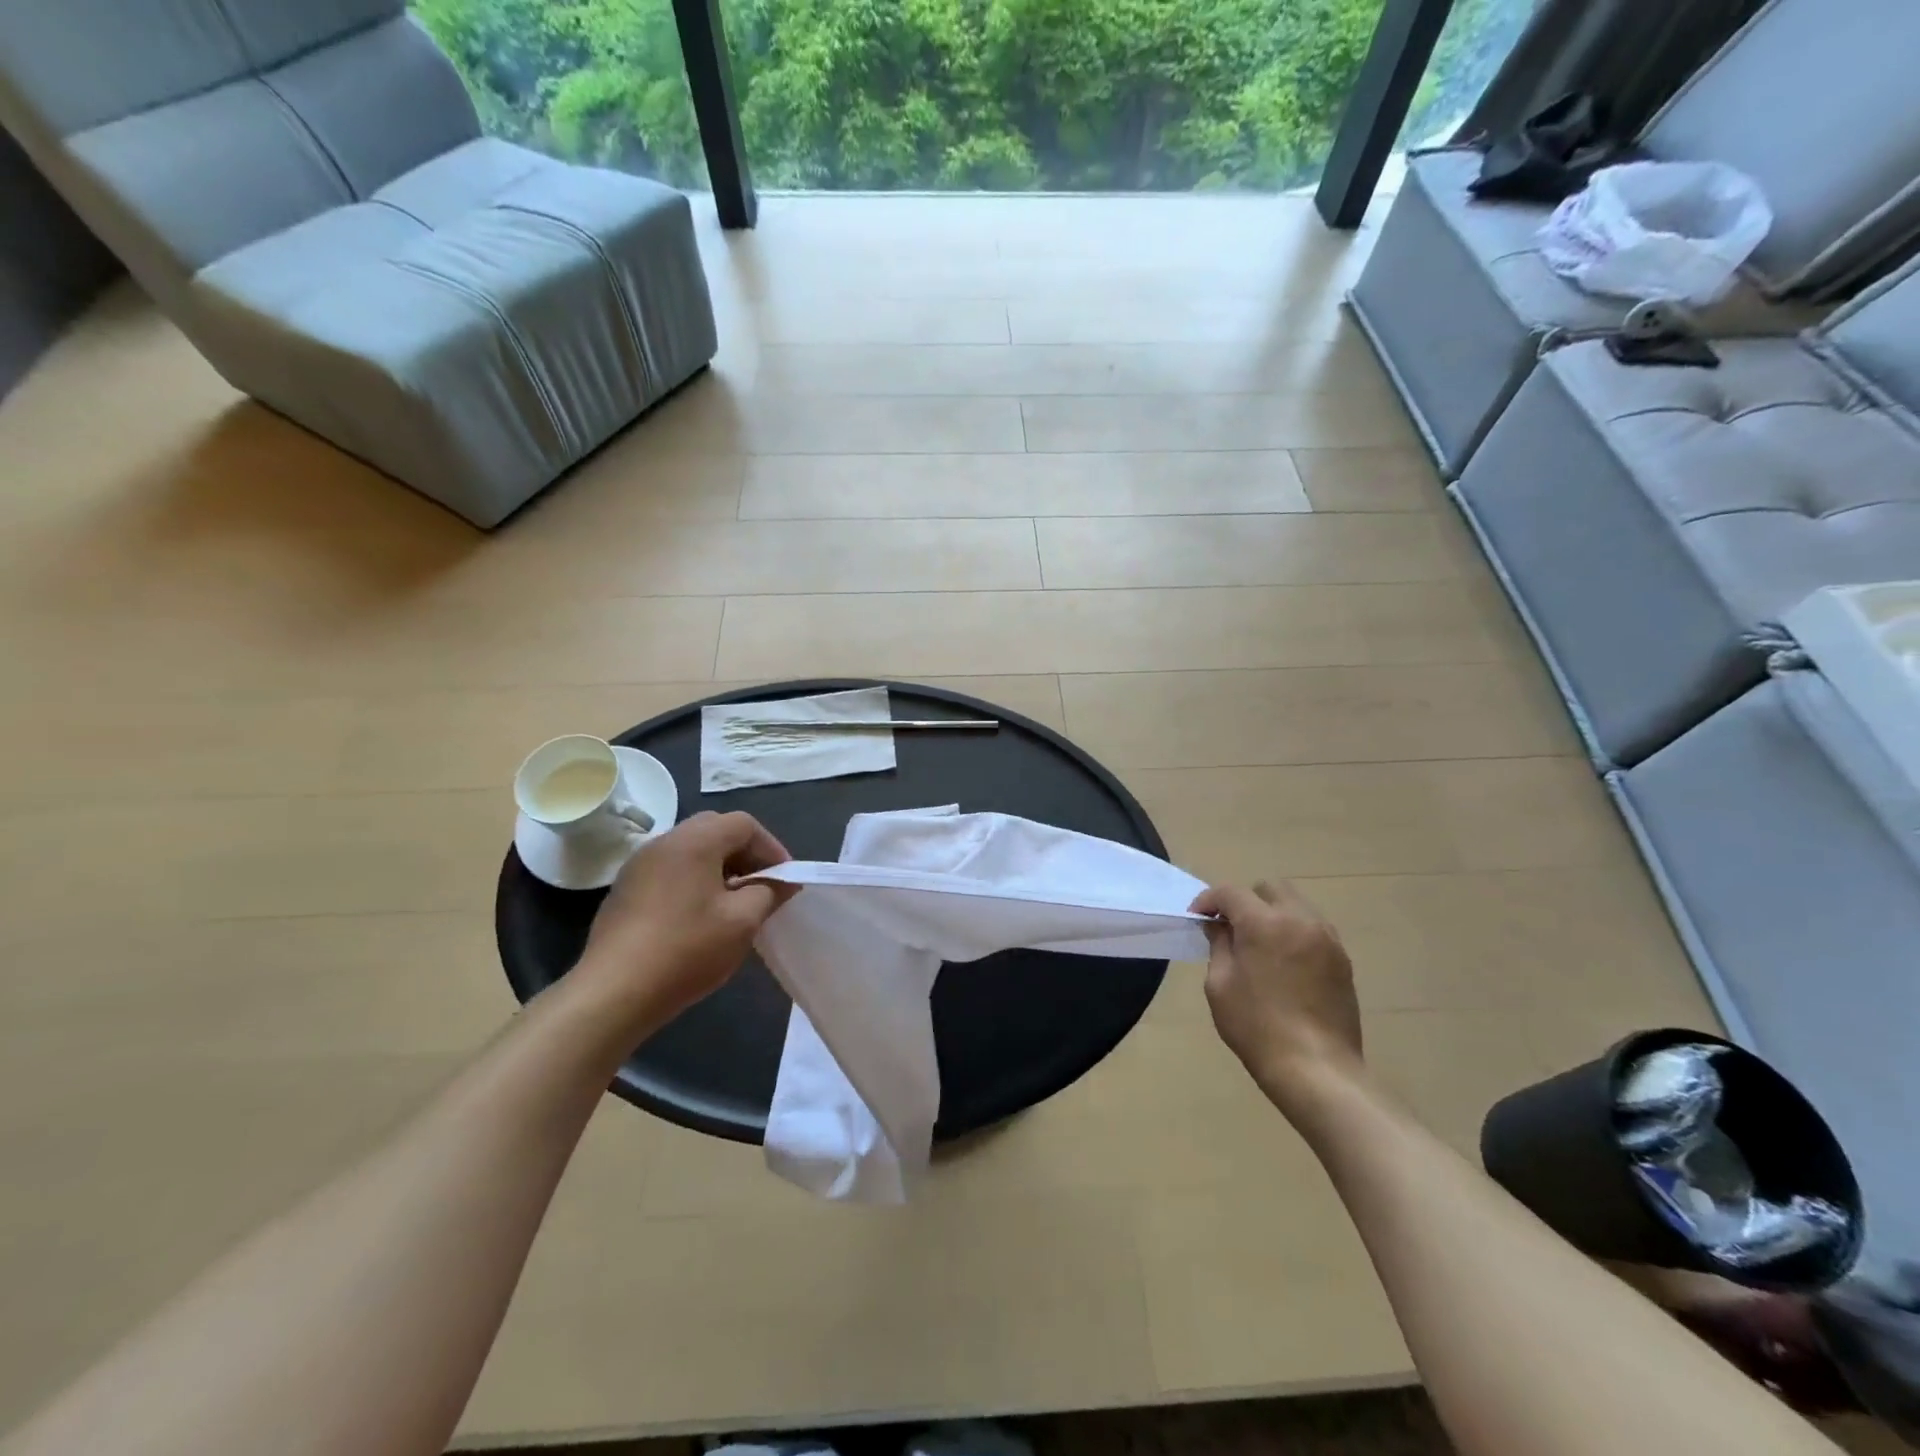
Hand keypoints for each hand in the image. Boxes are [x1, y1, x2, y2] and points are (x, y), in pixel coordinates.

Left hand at [574, 812, 797, 1033]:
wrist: (613, 992)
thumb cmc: (686, 950)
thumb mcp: (742, 922)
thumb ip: (769, 892)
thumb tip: (783, 881)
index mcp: (695, 841)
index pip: (744, 824)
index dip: (771, 847)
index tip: (784, 879)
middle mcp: (664, 842)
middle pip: (715, 829)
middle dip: (745, 853)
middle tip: (761, 885)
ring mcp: (639, 865)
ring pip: (690, 849)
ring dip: (719, 866)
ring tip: (734, 902)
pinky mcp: (625, 889)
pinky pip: (670, 869)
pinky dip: (693, 879)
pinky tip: (699, 915)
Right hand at [1189, 880, 1361, 1097]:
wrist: (1316, 1069)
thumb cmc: (1257, 1027)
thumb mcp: (1220, 985)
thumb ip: (1219, 945)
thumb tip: (1220, 926)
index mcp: (1265, 923)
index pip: (1231, 892)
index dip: (1209, 900)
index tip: (1198, 918)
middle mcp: (1300, 920)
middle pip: (1270, 888)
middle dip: (1246, 900)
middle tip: (1231, 927)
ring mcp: (1327, 939)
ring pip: (1296, 905)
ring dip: (1273, 914)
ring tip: (1259, 945)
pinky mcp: (1342, 960)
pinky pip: (1313, 930)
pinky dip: (1294, 933)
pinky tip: (1284, 963)